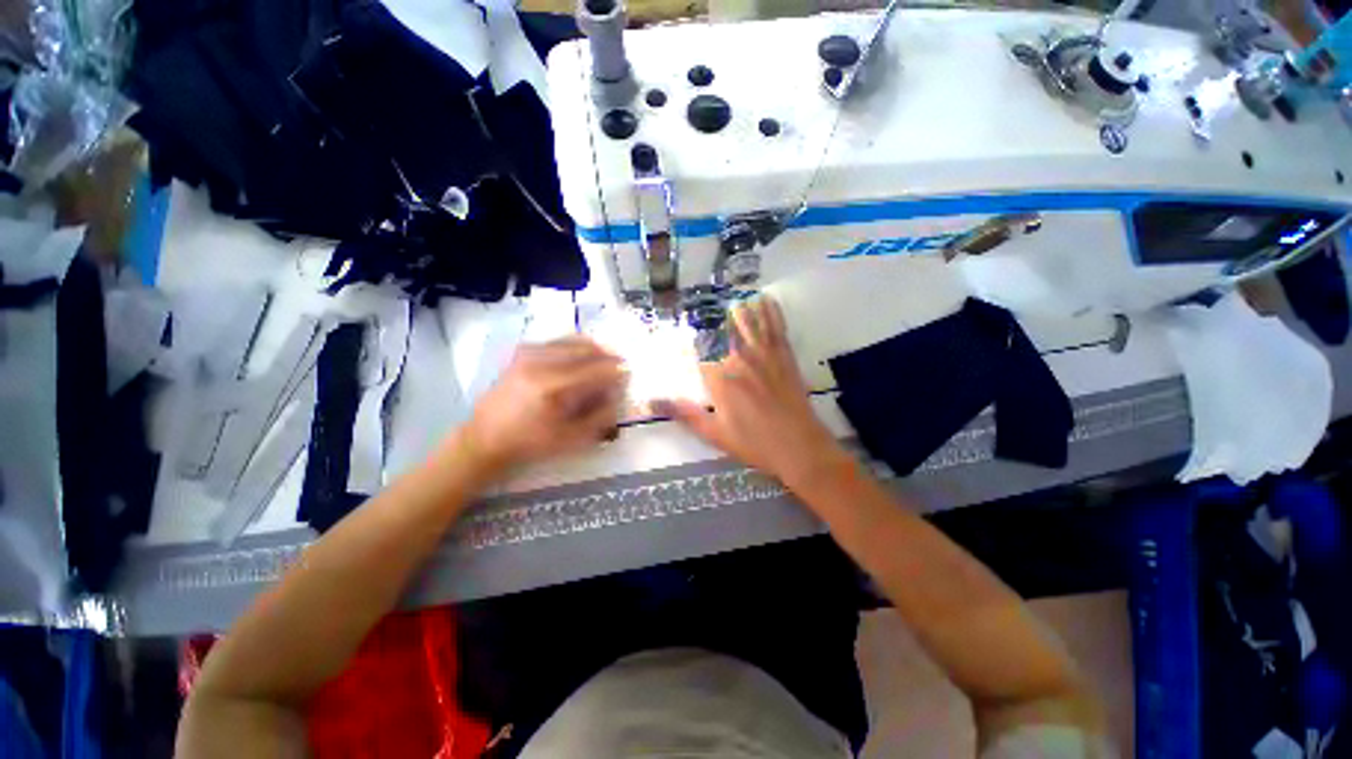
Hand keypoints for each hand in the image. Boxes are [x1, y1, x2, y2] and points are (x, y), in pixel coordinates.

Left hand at [461, 336, 625, 470]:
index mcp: (553, 387)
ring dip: (594, 349)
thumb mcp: (571, 439)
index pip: (597, 369)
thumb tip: (617, 394)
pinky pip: (558, 340)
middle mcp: (541, 362)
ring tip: (604, 361)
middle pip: (587, 348)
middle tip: (620, 366)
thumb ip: (600, 416)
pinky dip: (576, 346)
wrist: (486, 437)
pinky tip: (581, 358)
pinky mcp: (522, 351)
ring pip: (574, 340)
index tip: (630, 374)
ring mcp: (529, 353)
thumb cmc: (530, 443)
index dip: (618, 371)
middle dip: (609, 356)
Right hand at [653, 297, 847, 488]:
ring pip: (748, 323)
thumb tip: (651, 402)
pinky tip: (767, 300)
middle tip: (706, 309)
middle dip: (714, 320)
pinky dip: (771, 312)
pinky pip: (775, 327)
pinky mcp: (784, 356)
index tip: (682, 336)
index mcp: (719, 378)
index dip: (690, 343)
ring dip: (740, 311)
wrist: (798, 446)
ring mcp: (763, 355)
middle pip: (722, 331)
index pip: (699, 352)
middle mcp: (739, 359)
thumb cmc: (753, 442)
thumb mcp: (713, 432)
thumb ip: (683, 413)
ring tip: (734, 299)